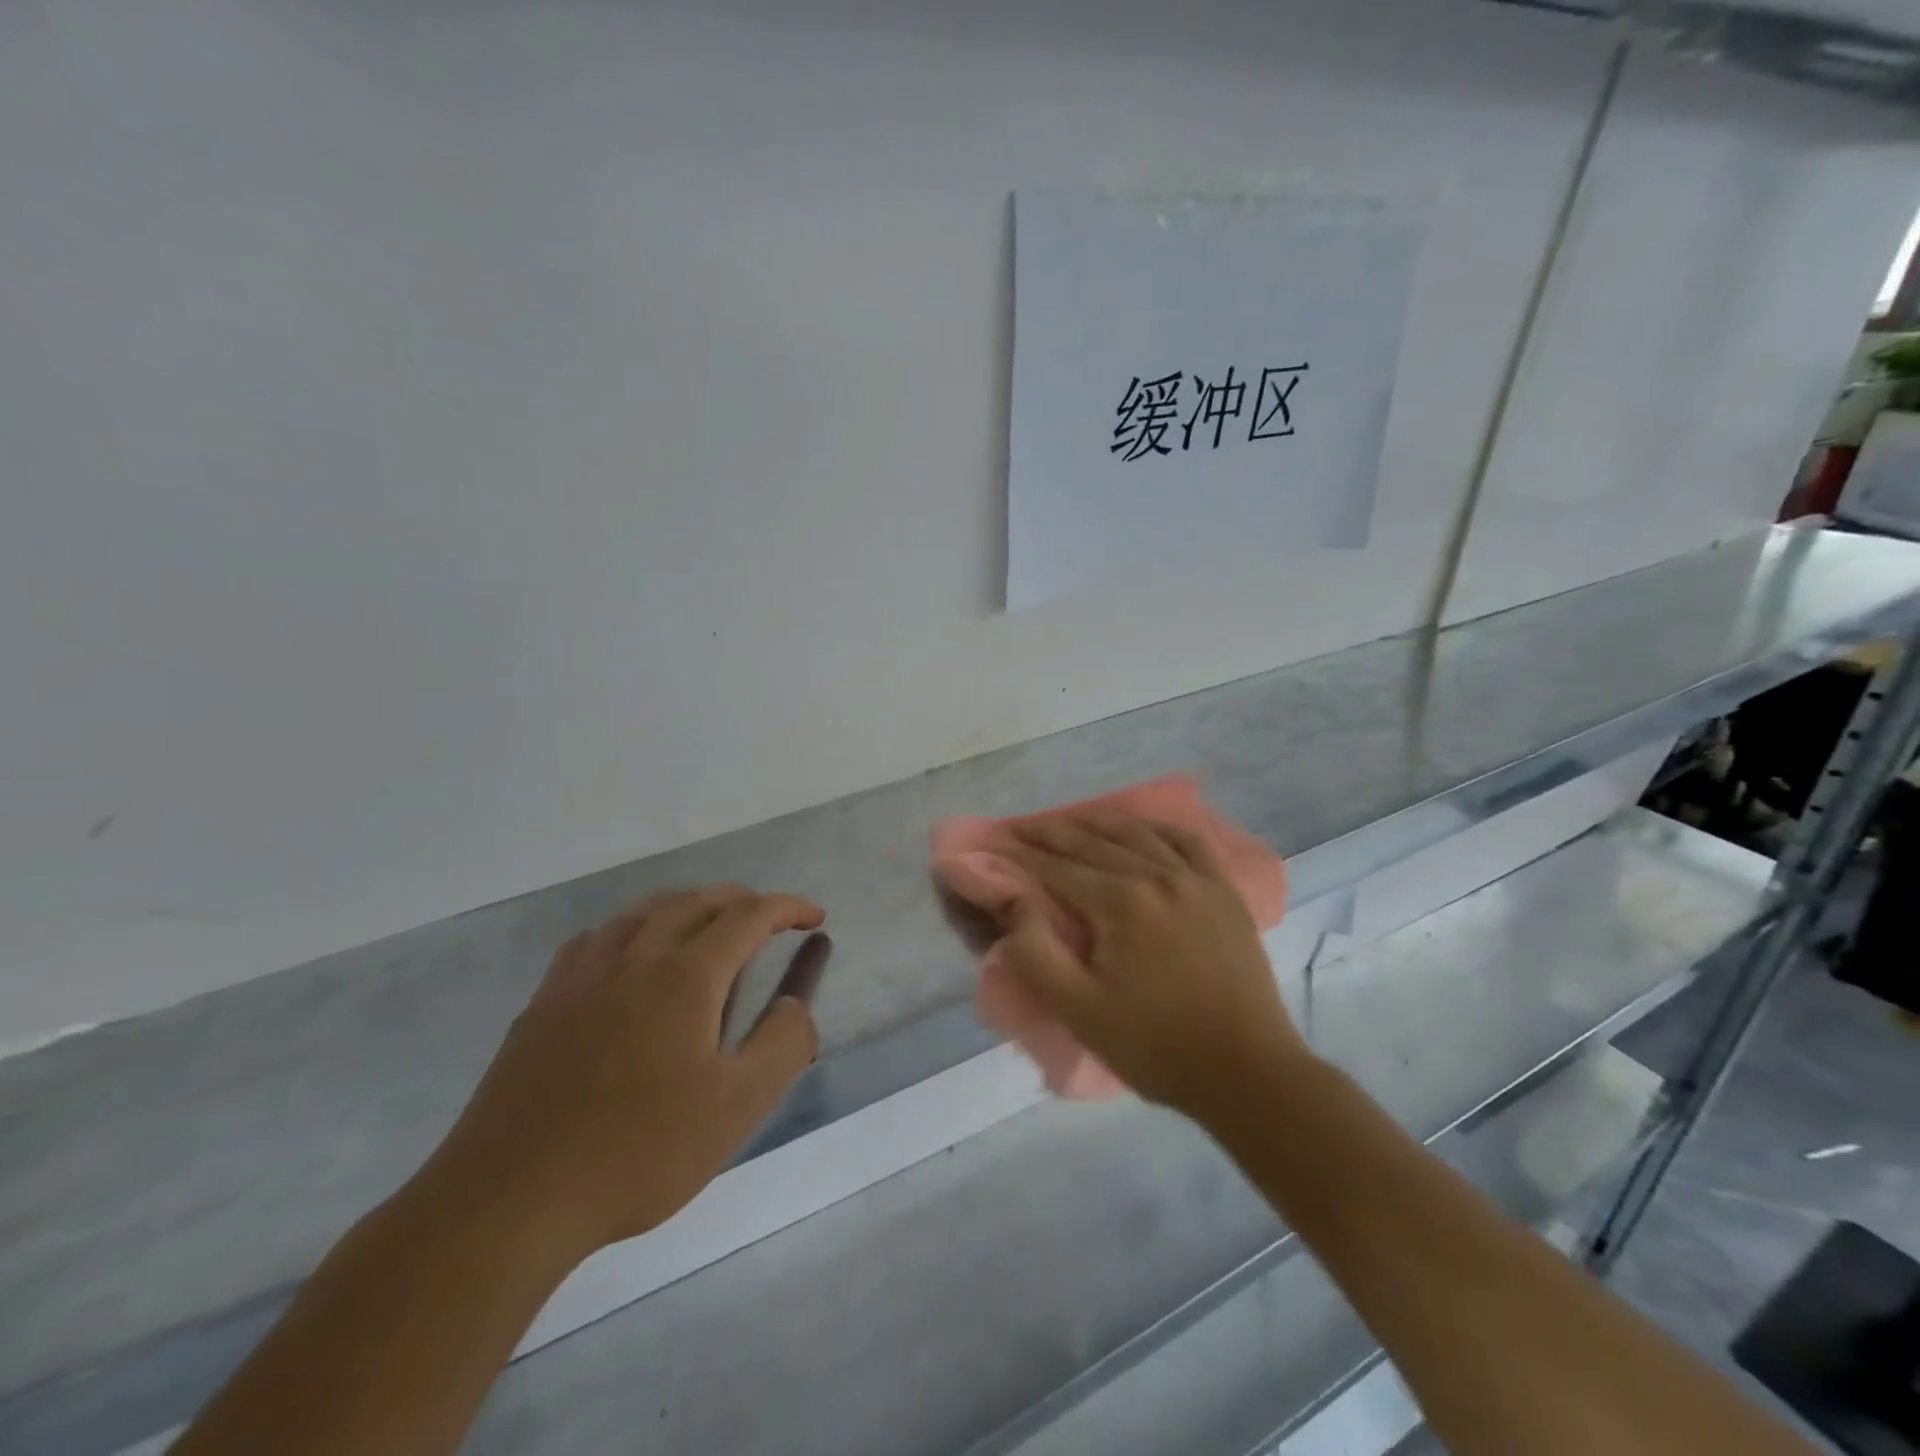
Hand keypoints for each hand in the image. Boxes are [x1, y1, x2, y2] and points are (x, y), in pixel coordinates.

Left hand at [419, 887, 823, 1263]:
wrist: (509, 1200)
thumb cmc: (638, 1152)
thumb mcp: (736, 1107)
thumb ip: (783, 1044)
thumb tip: (797, 1004)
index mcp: (685, 976)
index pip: (747, 916)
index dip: (786, 908)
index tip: (814, 916)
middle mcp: (635, 958)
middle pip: (696, 902)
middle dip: (741, 900)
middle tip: (769, 919)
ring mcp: (582, 977)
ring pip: (643, 911)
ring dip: (687, 904)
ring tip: (707, 923)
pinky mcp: (544, 1003)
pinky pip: (597, 938)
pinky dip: (631, 926)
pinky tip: (629, 952)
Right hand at [994, 811, 1307, 1120]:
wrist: (1247, 1072)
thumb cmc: (1155, 1046)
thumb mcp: (1079, 1011)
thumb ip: (1036, 953)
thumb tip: (1013, 901)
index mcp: (1120, 903)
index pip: (1056, 868)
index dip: (1019, 854)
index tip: (992, 842)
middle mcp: (1157, 875)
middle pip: (1092, 842)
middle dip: (1049, 832)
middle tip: (1018, 826)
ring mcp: (1196, 879)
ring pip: (1137, 833)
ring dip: (1097, 821)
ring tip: (1069, 819)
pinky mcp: (1224, 891)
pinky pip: (1188, 841)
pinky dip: (1158, 827)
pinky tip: (1143, 827)